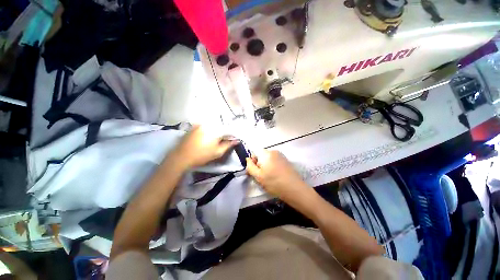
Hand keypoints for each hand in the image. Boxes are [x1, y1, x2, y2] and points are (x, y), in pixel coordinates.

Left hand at [174, 125, 238, 168]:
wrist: (181, 157)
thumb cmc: (202, 155)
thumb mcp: (218, 152)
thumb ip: (228, 145)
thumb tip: (236, 140)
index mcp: (215, 130)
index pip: (228, 130)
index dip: (232, 135)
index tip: (233, 140)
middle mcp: (208, 124)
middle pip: (221, 126)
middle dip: (225, 132)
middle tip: (225, 140)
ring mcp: (200, 124)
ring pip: (213, 125)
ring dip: (217, 131)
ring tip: (216, 139)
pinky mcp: (194, 126)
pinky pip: (206, 126)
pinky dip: (209, 130)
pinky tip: (207, 137)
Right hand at [246, 150, 308, 201]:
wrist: (294, 188)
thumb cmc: (273, 182)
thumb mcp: (258, 176)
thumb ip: (250, 166)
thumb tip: (247, 159)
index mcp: (266, 153)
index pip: (254, 153)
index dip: (252, 162)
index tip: (255, 172)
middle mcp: (273, 151)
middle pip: (262, 156)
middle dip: (259, 164)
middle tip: (262, 176)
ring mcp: (281, 155)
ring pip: (268, 159)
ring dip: (266, 166)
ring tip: (269, 177)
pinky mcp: (286, 160)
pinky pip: (275, 161)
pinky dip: (273, 167)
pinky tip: (276, 176)